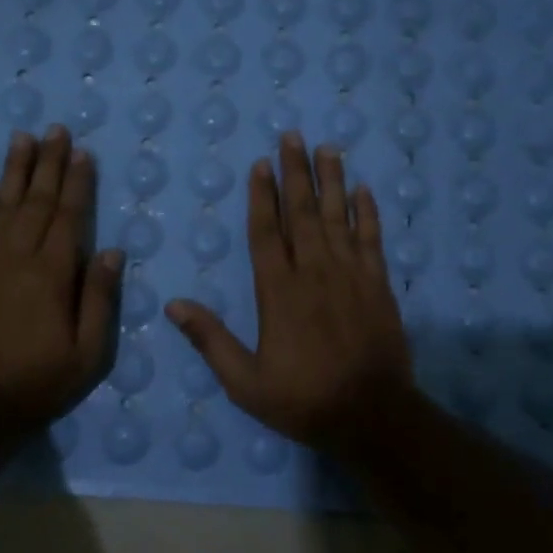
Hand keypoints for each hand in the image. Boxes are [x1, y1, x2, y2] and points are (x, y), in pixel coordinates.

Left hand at [0, 127, 121, 425]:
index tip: (83, 152)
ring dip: (14, 170)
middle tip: (56, 130)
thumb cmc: (38, 381)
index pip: (70, 216)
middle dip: (49, 163)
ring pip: (3, 205)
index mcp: (53, 274)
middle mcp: (18, 257)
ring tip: (23, 138)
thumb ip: (100, 299)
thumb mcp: (88, 353)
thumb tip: (111, 251)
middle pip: (38, 201)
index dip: (78, 183)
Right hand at [165, 133, 411, 450]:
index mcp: (278, 292)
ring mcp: (351, 275)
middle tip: (293, 136)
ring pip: (338, 217)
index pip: (266, 232)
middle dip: (296, 173)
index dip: (263, 197)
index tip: (261, 164)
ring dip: (331, 181)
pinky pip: (372, 239)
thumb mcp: (245, 382)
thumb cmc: (303, 400)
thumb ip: (210, 340)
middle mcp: (314, 273)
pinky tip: (363, 190)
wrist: (372, 416)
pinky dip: (368, 213)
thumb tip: (173, 305)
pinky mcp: (379, 285)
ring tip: (327, 148)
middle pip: (303, 213)